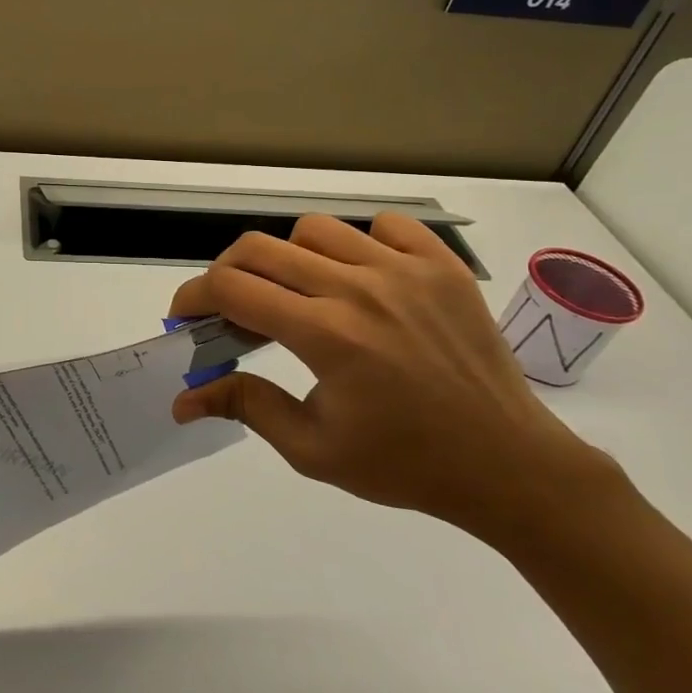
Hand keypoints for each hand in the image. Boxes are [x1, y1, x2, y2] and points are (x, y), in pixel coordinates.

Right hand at [170, 215, 612, 540]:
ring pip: (315, 230)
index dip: (193, 296)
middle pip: (260, 249)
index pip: (232, 288)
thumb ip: (244, 407)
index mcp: (326, 335)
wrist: (509, 466)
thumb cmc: (405, 465)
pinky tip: (361, 277)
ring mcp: (405, 270)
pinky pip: (385, 226)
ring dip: (288, 258)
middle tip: (229, 307)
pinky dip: (360, 242)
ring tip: (298, 294)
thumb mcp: (312, 449)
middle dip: (226, 273)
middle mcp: (359, 289)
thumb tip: (183, 399)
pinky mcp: (443, 267)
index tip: (186, 316)